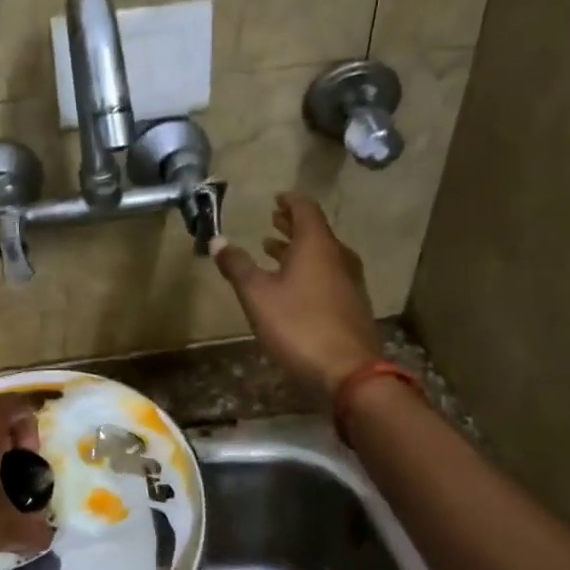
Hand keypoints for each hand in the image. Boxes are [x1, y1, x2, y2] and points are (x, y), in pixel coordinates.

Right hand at [213, 192, 382, 399]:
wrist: (348, 371)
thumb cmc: (298, 325)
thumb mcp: (257, 295)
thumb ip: (237, 266)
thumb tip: (217, 240)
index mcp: (317, 246)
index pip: (306, 210)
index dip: (290, 201)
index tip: (276, 198)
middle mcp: (338, 257)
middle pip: (316, 232)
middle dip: (292, 225)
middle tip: (273, 219)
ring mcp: (349, 283)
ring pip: (322, 256)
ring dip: (298, 250)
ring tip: (273, 250)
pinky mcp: (352, 307)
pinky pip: (327, 276)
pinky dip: (308, 270)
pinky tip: (293, 287)